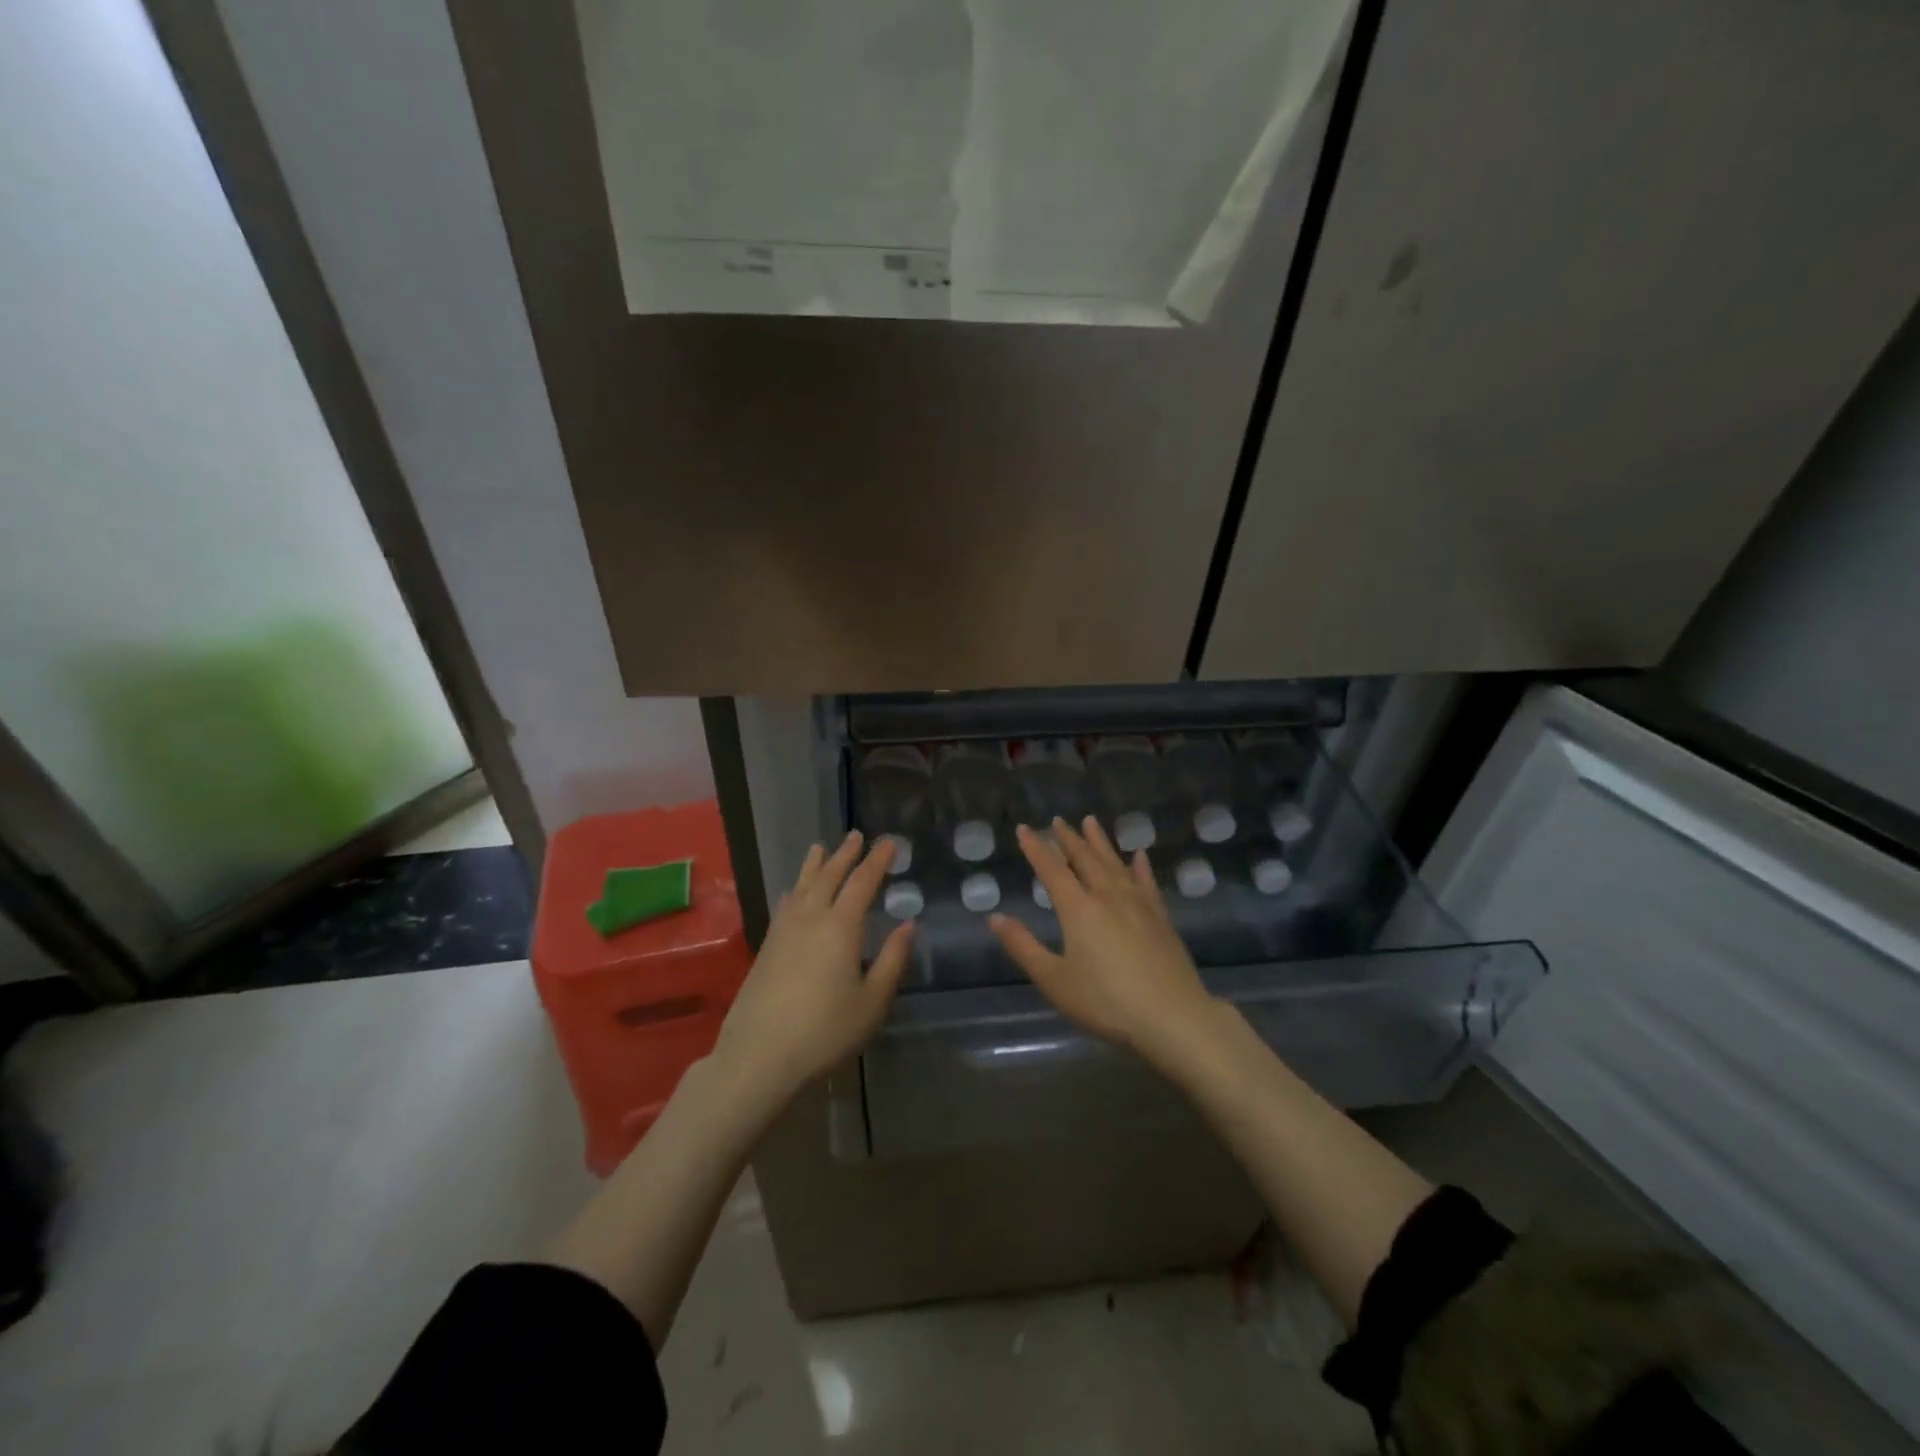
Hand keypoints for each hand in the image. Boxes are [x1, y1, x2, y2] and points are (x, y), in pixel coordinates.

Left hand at [712, 831, 913, 1102]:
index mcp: (841, 927)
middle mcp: (811, 918)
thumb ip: (892, 960)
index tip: (888, 843)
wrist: (759, 1056)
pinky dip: (794, 890)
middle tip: (856, 835)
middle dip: (845, 854)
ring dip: (815, 865)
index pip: (863, 882)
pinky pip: (785, 904)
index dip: (877, 860)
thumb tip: (908, 925)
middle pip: (829, 876)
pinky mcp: (766, 947)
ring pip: (802, 886)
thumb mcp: (871, 1002)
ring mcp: (784, 931)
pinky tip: (792, 892)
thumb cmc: (825, 1031)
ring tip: (820, 848)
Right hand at [990, 817, 1216, 1065]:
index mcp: (1078, 909)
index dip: (1036, 848)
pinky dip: (1140, 866)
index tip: (1024, 829)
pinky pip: (1147, 882)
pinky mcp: (1161, 918)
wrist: (1173, 1017)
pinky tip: (1139, 855)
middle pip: (1085, 859)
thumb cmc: (1106, 1002)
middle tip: (1058, 820)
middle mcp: (1107, 896)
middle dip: (1068, 839)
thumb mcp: (1054, 980)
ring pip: (1115, 863)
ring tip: (1091, 822)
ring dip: (1100, 842)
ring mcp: (1138, 904)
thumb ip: (1023, 946)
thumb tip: (995, 917)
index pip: (1052, 869)